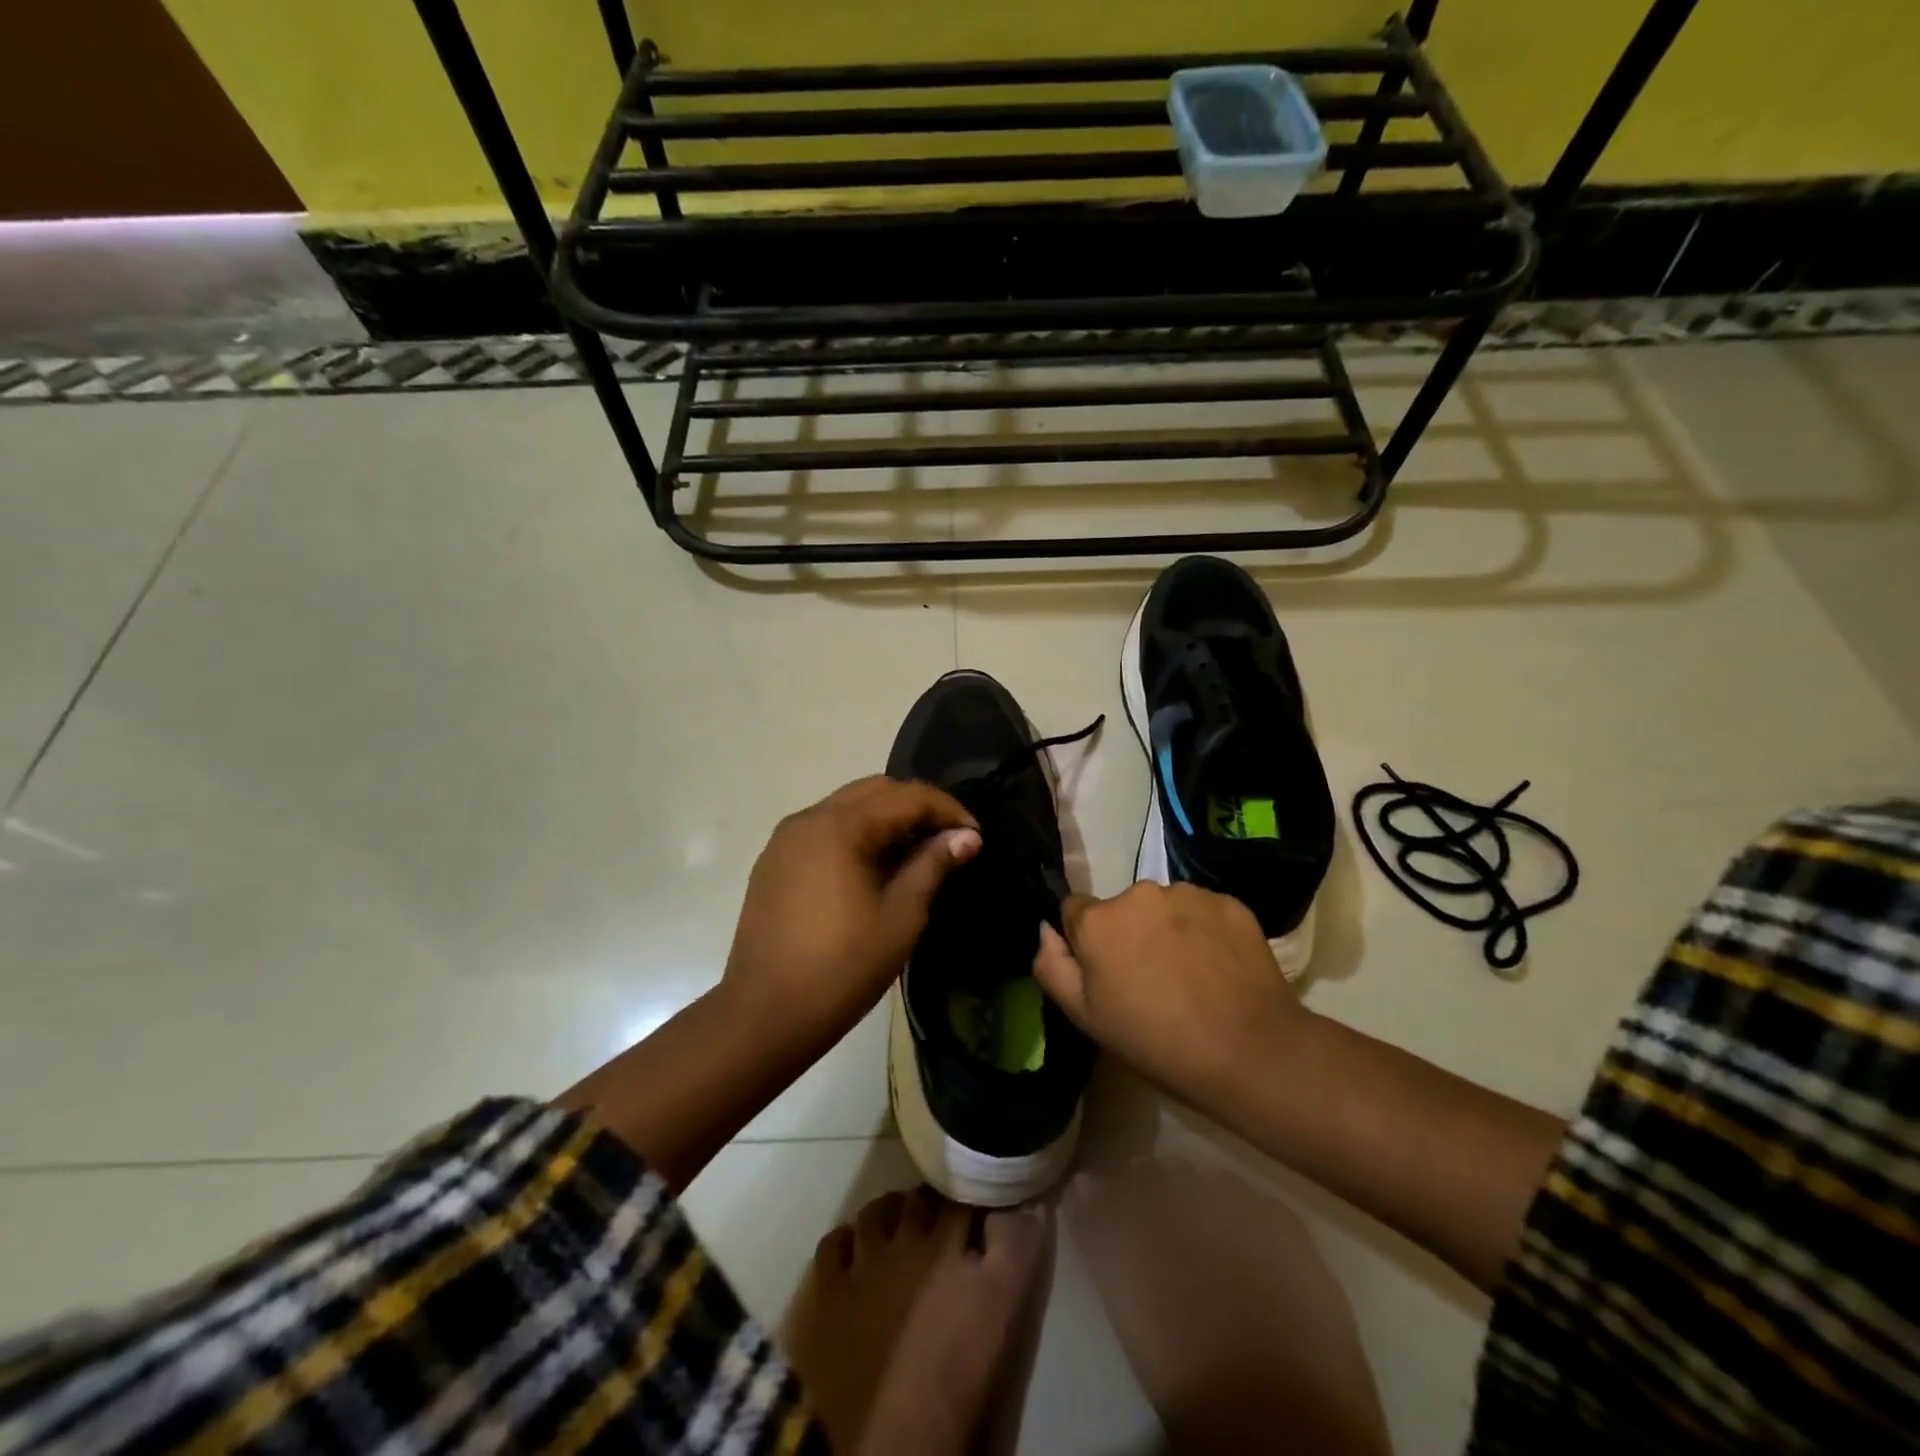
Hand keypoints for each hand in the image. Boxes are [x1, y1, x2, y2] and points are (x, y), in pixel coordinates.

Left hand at [724, 776, 980, 1045]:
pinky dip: (856, 833)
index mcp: (839, 827)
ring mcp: (785, 839)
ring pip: (847, 806)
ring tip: (916, 852)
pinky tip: (874, 867)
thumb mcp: (900, 917)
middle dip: (917, 807)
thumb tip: (967, 837)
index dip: (947, 810)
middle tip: (949, 839)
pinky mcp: (774, 861)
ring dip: (886, 818)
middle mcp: (808, 818)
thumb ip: (932, 865)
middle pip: (874, 791)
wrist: (763, 1015)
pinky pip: (824, 829)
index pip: (906, 797)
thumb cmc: (842, 968)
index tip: (975, 836)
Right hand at [1033, 882, 1305, 1105]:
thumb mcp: (1087, 1018)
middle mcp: (1140, 893)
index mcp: (1099, 920)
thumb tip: (1046, 929)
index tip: (1108, 974)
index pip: (1075, 910)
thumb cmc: (1156, 1041)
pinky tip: (1218, 969)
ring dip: (1168, 930)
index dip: (1087, 942)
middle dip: (1130, 933)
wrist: (1250, 1051)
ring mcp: (1188, 894)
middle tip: (1152, 980)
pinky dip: (1205, 932)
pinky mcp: (1229, 903)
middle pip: (1123, 908)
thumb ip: (1052, 966)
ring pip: (1164, 907)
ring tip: (1191, 976)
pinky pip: (1203, 911)